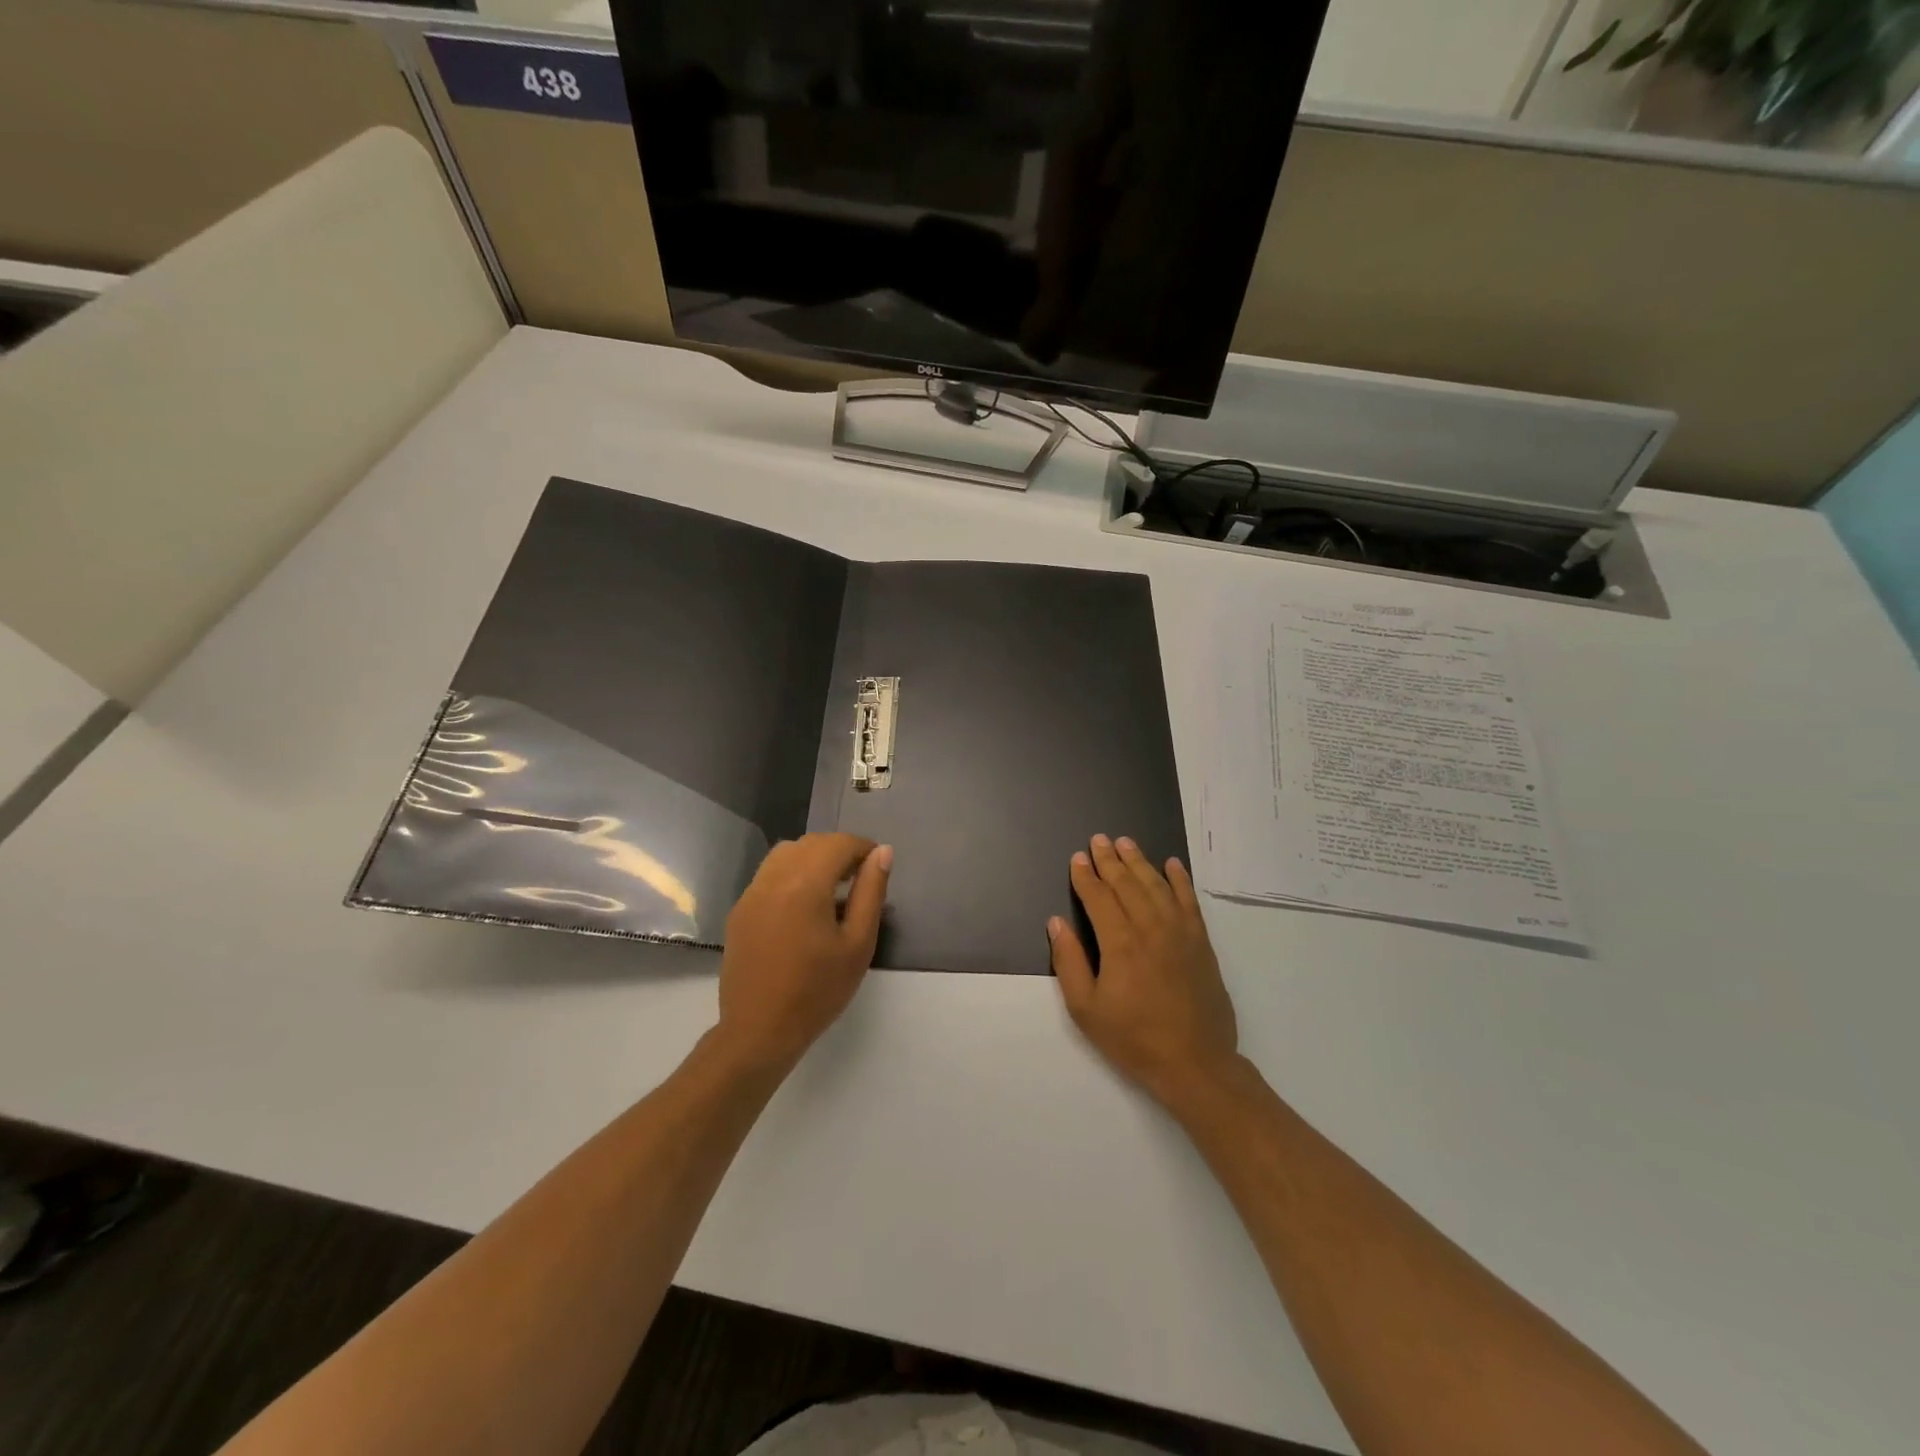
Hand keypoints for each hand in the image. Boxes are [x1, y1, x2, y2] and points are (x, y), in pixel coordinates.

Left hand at [716, 834, 891, 1072]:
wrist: (758, 1031)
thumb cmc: (817, 991)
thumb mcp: (858, 944)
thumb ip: (871, 892)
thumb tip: (883, 853)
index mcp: (804, 884)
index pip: (838, 844)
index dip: (863, 848)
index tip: (879, 867)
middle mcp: (773, 878)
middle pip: (811, 843)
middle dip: (839, 851)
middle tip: (861, 878)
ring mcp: (751, 893)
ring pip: (786, 853)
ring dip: (813, 858)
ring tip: (833, 889)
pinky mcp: (740, 910)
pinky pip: (769, 874)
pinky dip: (792, 874)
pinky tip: (804, 907)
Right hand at [1050, 834, 1238, 1105]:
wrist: (1195, 1063)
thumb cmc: (1133, 1038)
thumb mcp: (1086, 1009)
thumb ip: (1069, 962)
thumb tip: (1057, 923)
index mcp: (1120, 943)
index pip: (1099, 897)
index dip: (1085, 876)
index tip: (1077, 858)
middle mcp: (1151, 928)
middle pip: (1127, 883)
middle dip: (1110, 860)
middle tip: (1098, 839)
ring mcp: (1180, 932)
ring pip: (1156, 885)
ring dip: (1139, 861)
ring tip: (1126, 843)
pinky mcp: (1201, 942)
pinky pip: (1189, 900)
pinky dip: (1180, 879)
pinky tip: (1172, 864)